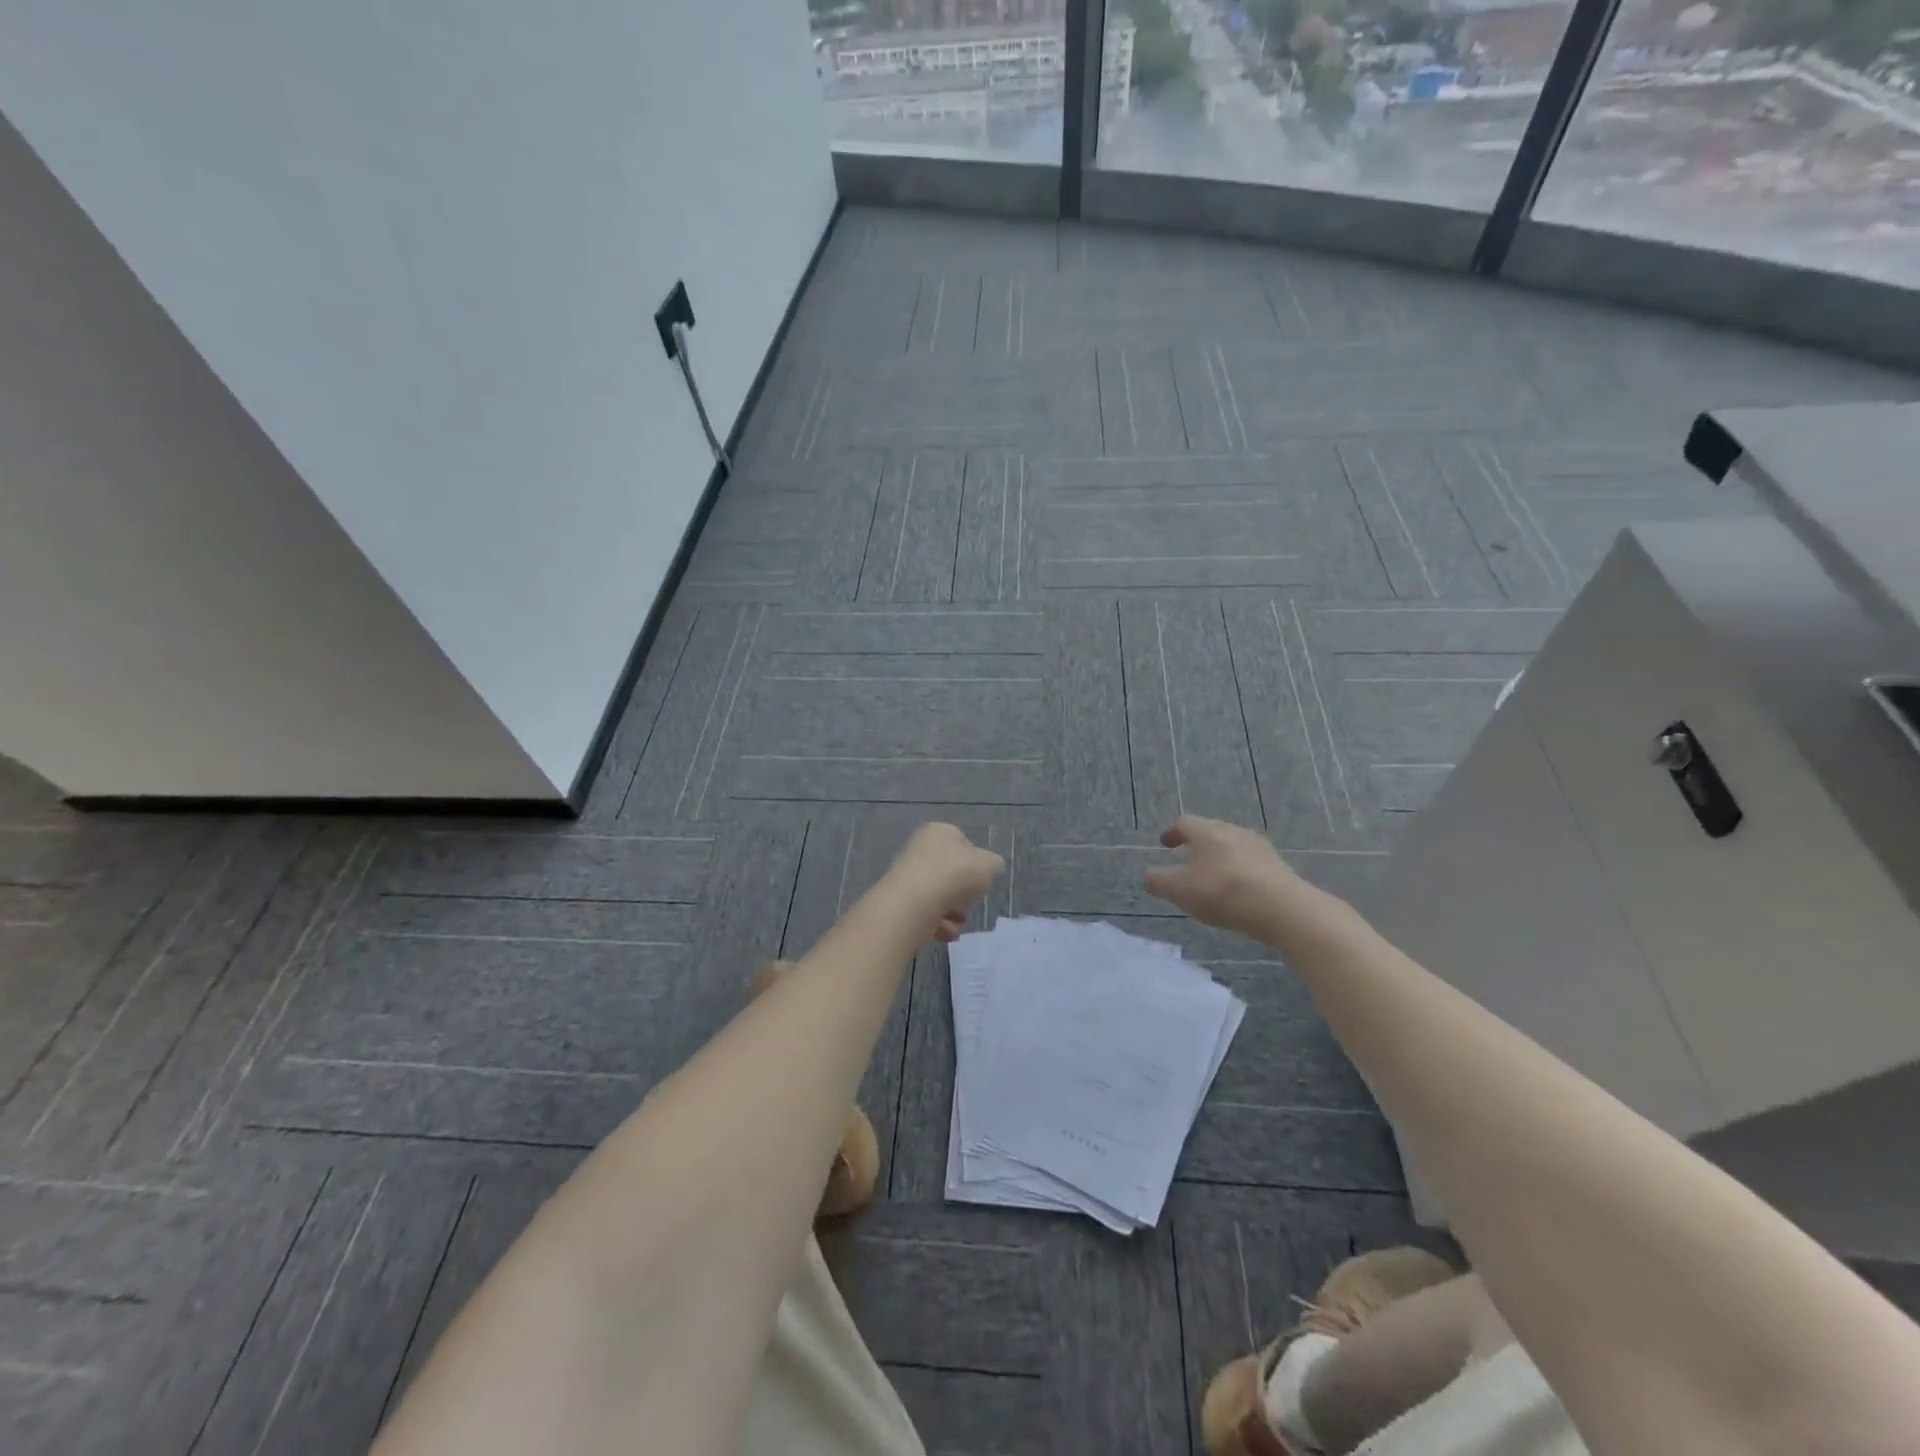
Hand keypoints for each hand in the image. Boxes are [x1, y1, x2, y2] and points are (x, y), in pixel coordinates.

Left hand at [884, 823, 1004, 942]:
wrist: (914, 903)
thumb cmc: (955, 875)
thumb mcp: (989, 865)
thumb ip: (993, 864)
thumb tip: (989, 868)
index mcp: (939, 832)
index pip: (963, 843)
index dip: (976, 863)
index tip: (982, 880)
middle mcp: (919, 849)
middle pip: (950, 871)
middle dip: (963, 891)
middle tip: (970, 901)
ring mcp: (906, 876)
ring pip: (937, 894)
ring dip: (952, 910)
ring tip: (959, 920)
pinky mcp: (899, 902)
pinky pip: (925, 912)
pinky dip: (938, 923)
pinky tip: (947, 931)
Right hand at [1143, 816, 1321, 941]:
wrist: (1283, 908)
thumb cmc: (1223, 893)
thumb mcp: (1179, 890)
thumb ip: (1158, 881)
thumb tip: (1149, 875)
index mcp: (1207, 831)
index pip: (1184, 823)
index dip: (1172, 832)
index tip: (1165, 844)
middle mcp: (1233, 831)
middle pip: (1210, 830)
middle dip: (1196, 842)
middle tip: (1187, 857)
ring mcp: (1259, 846)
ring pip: (1232, 845)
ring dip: (1219, 856)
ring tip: (1213, 875)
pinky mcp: (1277, 865)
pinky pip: (1250, 861)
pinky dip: (1238, 869)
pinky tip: (1238, 888)